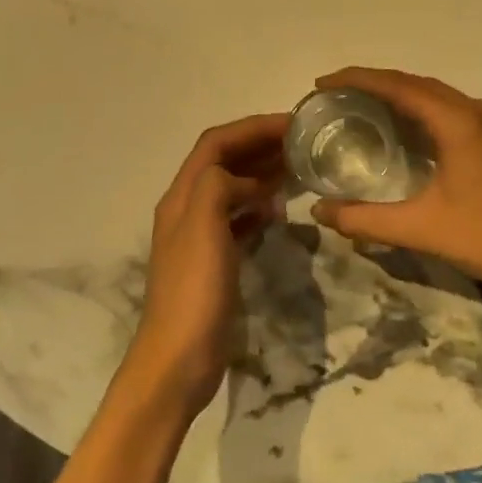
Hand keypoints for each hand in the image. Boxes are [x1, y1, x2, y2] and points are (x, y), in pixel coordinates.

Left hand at [122, 113, 289, 419]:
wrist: (179, 359)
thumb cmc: (194, 291)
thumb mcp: (203, 228)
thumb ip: (219, 187)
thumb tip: (247, 179)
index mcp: (182, 196)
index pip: (216, 143)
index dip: (252, 127)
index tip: (292, 123)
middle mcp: (188, 208)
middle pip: (224, 161)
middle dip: (259, 145)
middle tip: (302, 143)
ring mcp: (201, 235)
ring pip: (233, 189)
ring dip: (261, 173)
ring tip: (298, 168)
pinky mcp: (215, 260)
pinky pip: (238, 219)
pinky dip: (258, 206)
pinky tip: (279, 210)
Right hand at [308, 67, 481, 301]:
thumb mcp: (421, 229)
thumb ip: (365, 220)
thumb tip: (318, 211)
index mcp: (457, 121)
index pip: (398, 86)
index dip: (357, 79)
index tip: (322, 84)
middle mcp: (476, 110)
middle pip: (416, 83)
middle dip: (373, 83)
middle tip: (335, 96)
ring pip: (435, 95)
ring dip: (398, 94)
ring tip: (361, 106)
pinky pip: (451, 109)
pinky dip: (420, 109)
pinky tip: (404, 130)